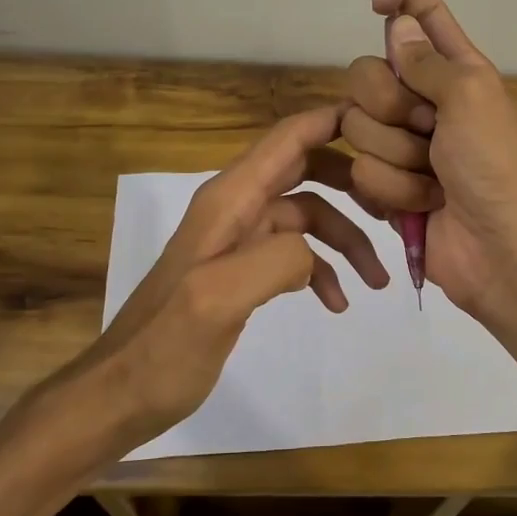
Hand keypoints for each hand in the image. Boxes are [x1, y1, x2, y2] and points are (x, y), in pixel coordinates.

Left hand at [99, 104, 389, 435]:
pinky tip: (336, 303)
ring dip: (346, 239)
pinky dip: (321, 270)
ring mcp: (239, 239)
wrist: (122, 394)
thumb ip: (274, 260)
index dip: (334, 121)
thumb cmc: (164, 348)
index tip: (386, 124)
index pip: (289, 138)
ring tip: (376, 281)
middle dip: (353, 183)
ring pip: (308, 215)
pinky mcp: (243, 270)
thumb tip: (313, 251)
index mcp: (229, 199)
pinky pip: (295, 253)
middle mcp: (236, 207)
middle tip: (395, 207)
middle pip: (306, 169)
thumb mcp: (218, 300)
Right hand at [342, 0, 516, 319]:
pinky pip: (359, 171)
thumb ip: (428, 61)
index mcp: (455, 71)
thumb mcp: (471, 98)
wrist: (498, 249)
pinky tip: (422, 204)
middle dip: (390, 104)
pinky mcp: (384, 184)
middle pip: (367, 73)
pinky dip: (394, 189)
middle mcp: (423, 101)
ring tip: (434, 178)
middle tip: (427, 128)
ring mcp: (400, 144)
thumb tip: (398, 24)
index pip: (423, 19)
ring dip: (398, 156)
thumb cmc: (495, 166)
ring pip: (356, 125)